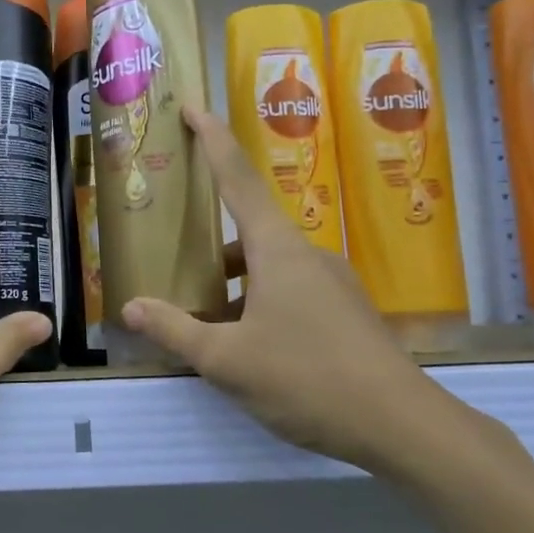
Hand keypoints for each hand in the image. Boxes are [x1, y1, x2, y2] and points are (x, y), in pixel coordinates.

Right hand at [121, 107, 507, 479]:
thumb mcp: (226, 359)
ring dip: (232, 284)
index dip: (213, 140)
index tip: (193, 106)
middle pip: (248, 231)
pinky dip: (257, 304)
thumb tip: (130, 307)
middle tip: (174, 258)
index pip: (238, 178)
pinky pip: (288, 292)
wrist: (402, 426)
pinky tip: (243, 346)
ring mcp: (332, 284)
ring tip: (200, 320)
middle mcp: (307, 255)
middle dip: (209, 245)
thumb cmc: (307, 378)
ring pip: (268, 268)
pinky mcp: (345, 312)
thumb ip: (175, 330)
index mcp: (278, 249)